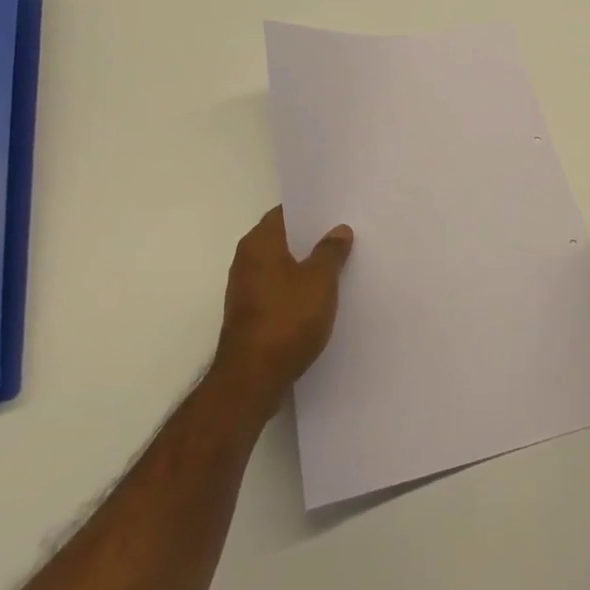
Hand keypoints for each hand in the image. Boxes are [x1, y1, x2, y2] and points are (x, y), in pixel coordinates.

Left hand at [213, 207, 353, 408]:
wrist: (252, 380)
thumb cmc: (286, 319)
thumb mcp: (320, 281)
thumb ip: (330, 252)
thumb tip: (339, 229)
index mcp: (259, 243)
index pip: (285, 212)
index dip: (311, 210)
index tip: (336, 210)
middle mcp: (246, 260)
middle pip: (283, 239)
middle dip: (311, 238)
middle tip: (344, 236)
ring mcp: (245, 289)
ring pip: (281, 266)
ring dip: (305, 265)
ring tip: (338, 265)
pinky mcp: (250, 315)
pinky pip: (278, 290)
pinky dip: (297, 289)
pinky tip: (321, 297)